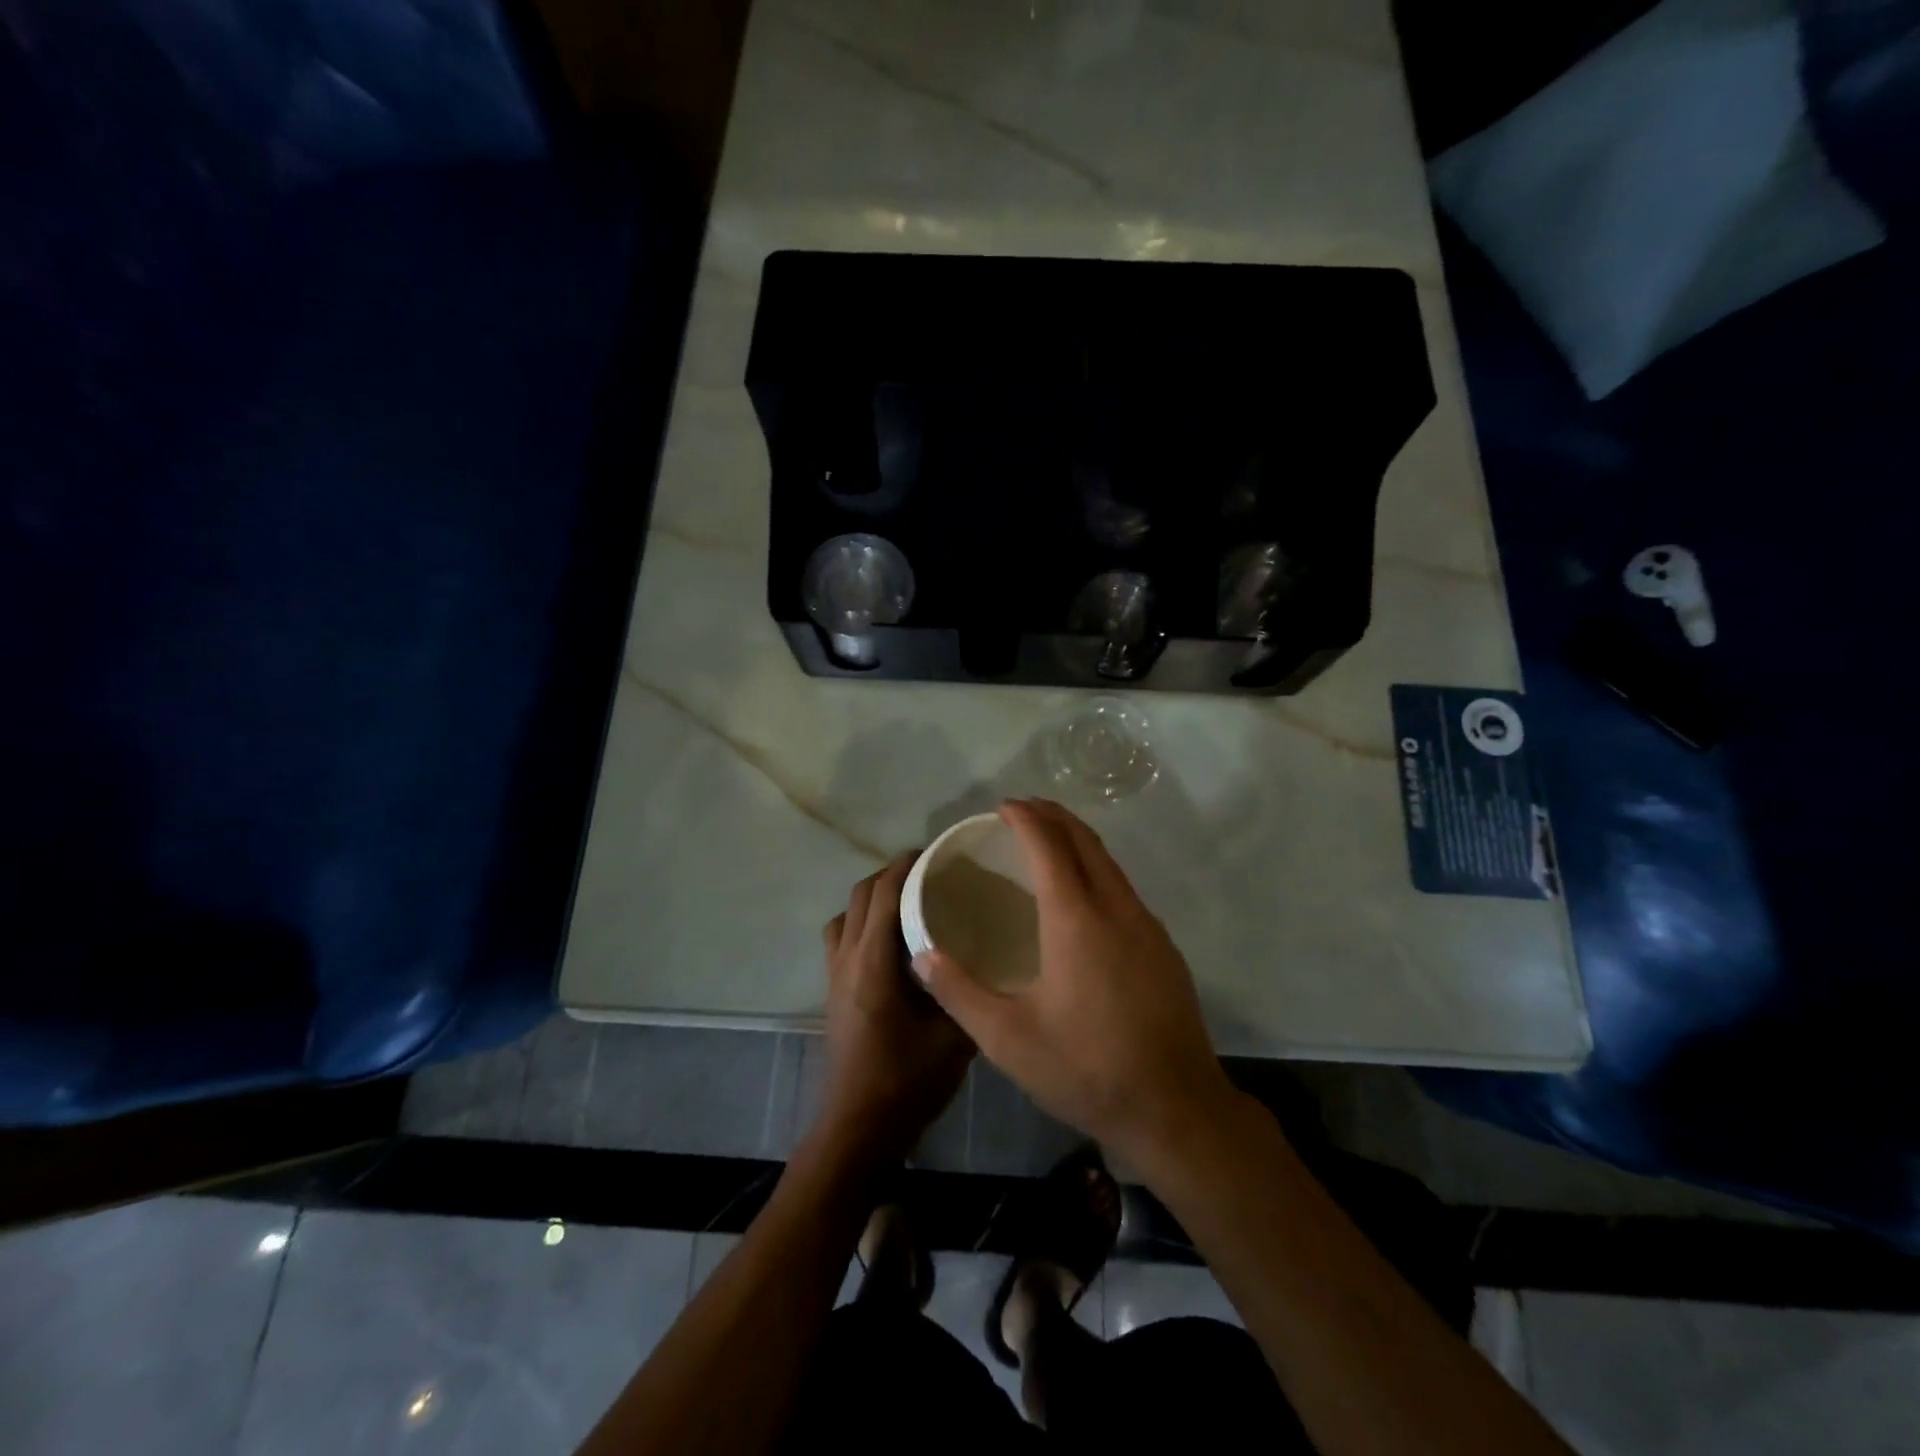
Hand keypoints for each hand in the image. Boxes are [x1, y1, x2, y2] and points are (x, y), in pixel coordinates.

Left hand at [817, 853, 975, 1164]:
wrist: (858, 1128)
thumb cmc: (906, 1082)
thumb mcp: (954, 1038)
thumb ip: (968, 994)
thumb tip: (991, 962)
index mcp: (874, 964)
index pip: (883, 894)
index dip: (904, 866)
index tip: (933, 853)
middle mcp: (847, 960)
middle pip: (860, 896)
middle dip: (889, 874)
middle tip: (928, 873)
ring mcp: (834, 975)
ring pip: (845, 915)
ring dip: (871, 898)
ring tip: (907, 901)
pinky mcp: (832, 991)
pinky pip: (841, 937)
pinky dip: (861, 922)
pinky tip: (891, 942)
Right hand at [911, 799, 1237, 1169]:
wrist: (1175, 1109)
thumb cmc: (1086, 1069)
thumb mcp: (1008, 1039)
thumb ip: (959, 991)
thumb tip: (921, 954)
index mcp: (1076, 919)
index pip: (1049, 846)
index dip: (1025, 818)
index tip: (1002, 806)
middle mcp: (1116, 908)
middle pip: (1085, 841)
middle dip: (1053, 816)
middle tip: (1022, 810)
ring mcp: (1147, 926)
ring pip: (1110, 862)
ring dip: (1077, 840)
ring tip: (1048, 842)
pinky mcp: (1163, 947)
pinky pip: (1124, 888)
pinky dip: (1097, 869)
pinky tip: (1083, 896)